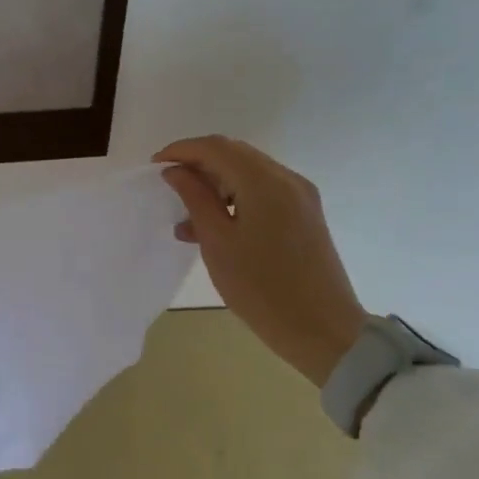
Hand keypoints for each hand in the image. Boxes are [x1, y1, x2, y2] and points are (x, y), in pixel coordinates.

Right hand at [154, 136, 367, 387]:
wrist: (324, 331)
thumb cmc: (262, 288)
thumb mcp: (217, 242)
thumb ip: (194, 198)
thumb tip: (176, 171)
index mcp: (264, 182)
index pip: (215, 147)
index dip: (181, 151)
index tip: (154, 166)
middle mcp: (287, 179)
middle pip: (234, 154)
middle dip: (198, 163)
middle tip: (168, 185)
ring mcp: (300, 196)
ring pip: (248, 173)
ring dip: (215, 184)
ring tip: (186, 217)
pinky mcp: (305, 215)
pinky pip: (263, 192)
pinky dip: (235, 198)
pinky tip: (214, 226)